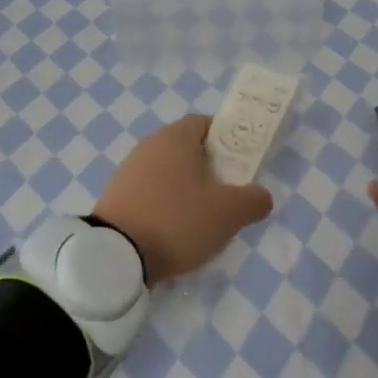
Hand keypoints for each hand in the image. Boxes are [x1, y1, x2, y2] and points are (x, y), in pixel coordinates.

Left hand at [94, 116, 274, 284]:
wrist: (116, 255)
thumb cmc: (178, 220)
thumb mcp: (229, 212)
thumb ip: (254, 200)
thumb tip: (261, 196)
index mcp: (176, 137)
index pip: (205, 123)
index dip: (226, 139)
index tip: (240, 164)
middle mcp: (149, 145)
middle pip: (186, 148)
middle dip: (208, 168)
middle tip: (226, 194)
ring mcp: (128, 171)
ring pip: (168, 172)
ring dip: (186, 189)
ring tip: (202, 219)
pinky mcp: (116, 197)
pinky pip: (150, 193)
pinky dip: (165, 205)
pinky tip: (174, 231)